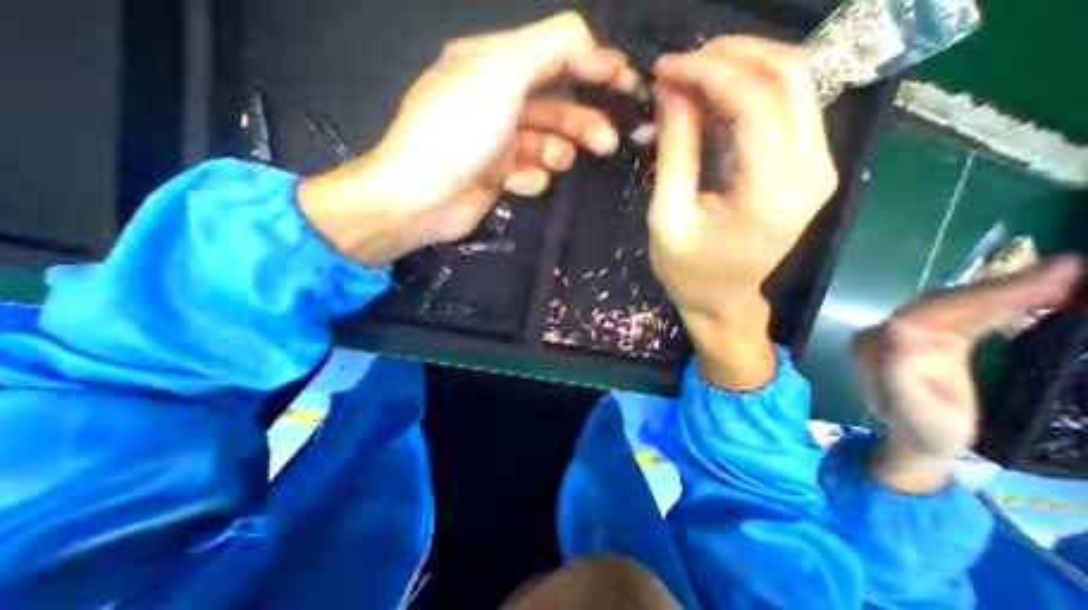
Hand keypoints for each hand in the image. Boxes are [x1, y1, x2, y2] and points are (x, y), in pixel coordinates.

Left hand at [293, 13, 638, 267]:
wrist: (422, 198)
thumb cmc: (457, 133)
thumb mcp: (500, 74)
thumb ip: (548, 49)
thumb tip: (589, 43)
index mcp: (494, 65)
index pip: (556, 54)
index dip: (594, 65)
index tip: (626, 84)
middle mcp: (498, 100)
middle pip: (557, 106)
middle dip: (584, 123)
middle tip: (606, 142)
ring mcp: (500, 142)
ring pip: (548, 144)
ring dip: (556, 153)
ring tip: (552, 163)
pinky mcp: (500, 175)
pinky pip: (531, 173)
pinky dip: (530, 179)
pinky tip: (515, 184)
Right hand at [645, 36, 835, 385]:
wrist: (722, 300)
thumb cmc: (687, 270)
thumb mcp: (667, 215)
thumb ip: (675, 151)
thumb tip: (672, 91)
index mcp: (771, 191)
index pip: (752, 101)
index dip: (707, 73)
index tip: (665, 69)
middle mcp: (812, 171)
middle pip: (789, 76)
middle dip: (731, 56)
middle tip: (681, 64)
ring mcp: (819, 167)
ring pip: (795, 84)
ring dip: (743, 68)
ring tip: (693, 77)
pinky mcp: (810, 168)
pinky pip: (788, 110)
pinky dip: (750, 94)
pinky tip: (714, 102)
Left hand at [855, 254, 1083, 492]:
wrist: (916, 441)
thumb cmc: (920, 429)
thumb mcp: (910, 407)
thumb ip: (897, 370)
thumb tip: (897, 328)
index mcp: (881, 343)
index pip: (932, 311)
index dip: (984, 294)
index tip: (1048, 276)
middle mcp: (886, 333)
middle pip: (943, 304)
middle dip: (998, 286)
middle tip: (1067, 268)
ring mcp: (904, 336)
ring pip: (953, 306)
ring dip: (999, 291)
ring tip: (1060, 276)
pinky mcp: (926, 342)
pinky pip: (960, 317)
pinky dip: (994, 305)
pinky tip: (1029, 296)